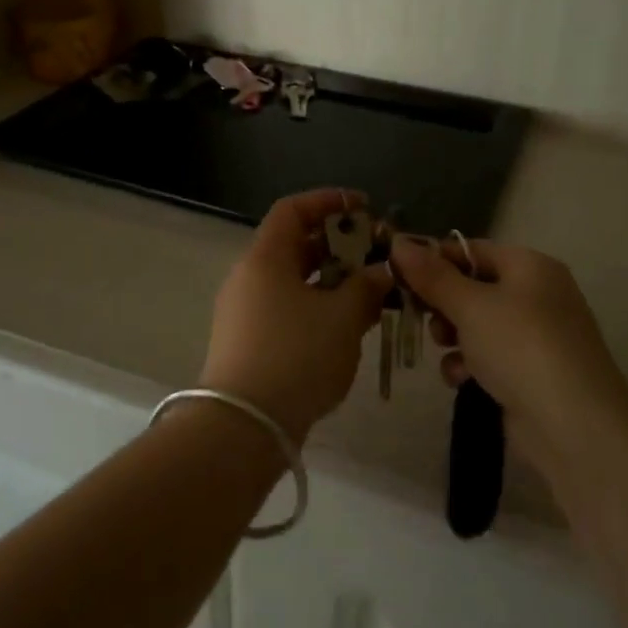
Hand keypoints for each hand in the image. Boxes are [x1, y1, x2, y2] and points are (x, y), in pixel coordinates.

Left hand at [202, 189, 390, 443]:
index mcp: (265, 258)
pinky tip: (352, 326)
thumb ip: (367, 287)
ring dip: (336, 281)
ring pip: (297, 281)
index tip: (364, 207)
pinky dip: (322, 308)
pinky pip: (291, 310)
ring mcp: (248, 312)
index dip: (329, 201)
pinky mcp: (253, 343)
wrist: (244, 426)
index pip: (293, 210)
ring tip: (375, 292)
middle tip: (378, 254)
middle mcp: (251, 277)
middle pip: (297, 245)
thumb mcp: (342, 317)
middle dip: (341, 245)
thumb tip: (383, 272)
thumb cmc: (296, 356)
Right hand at [390, 235, 627, 482]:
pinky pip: (492, 356)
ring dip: (454, 336)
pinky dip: (472, 364)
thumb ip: (432, 275)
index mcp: (530, 266)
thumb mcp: (470, 305)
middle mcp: (538, 294)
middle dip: (443, 304)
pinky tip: (461, 379)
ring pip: (479, 324)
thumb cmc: (520, 347)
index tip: (399, 277)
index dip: (434, 261)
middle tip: (422, 317)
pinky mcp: (534, 372)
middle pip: (474, 287)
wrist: (574, 426)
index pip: (472, 250)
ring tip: (443, 350)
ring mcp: (539, 336)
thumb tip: (399, 243)